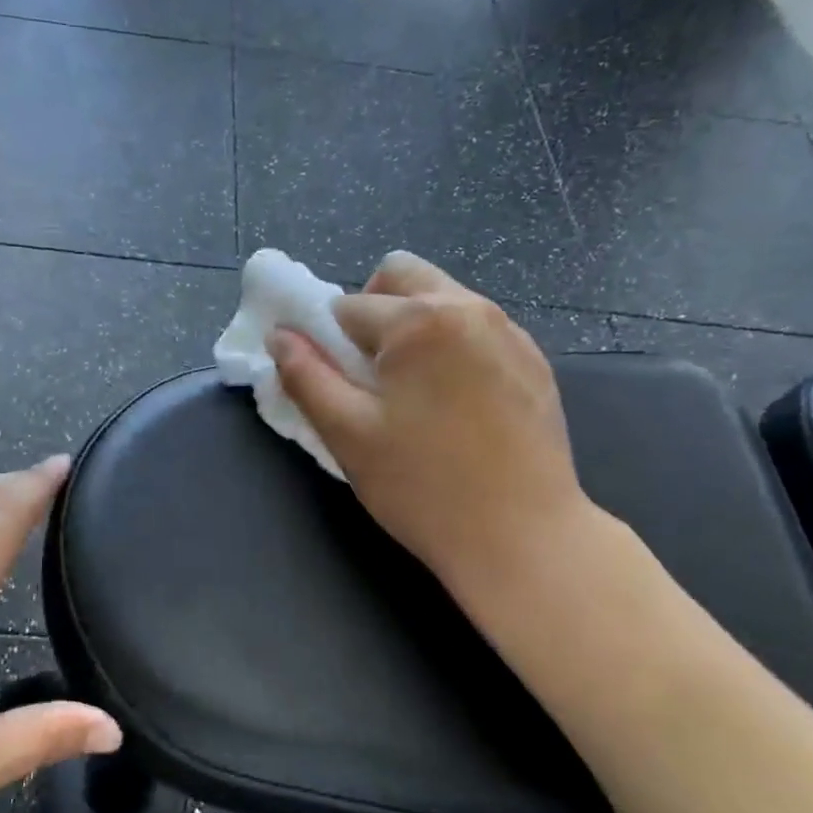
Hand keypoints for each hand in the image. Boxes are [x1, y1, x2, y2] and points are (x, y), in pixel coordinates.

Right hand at [268, 252, 597, 593]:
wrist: (522, 536)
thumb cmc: (422, 486)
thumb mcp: (347, 433)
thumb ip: (306, 376)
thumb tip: (279, 336)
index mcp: (419, 320)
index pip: (348, 307)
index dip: (329, 343)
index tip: (338, 386)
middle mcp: (470, 307)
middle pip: (402, 276)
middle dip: (372, 310)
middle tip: (370, 374)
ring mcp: (510, 332)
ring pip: (443, 299)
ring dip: (413, 328)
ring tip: (413, 394)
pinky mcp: (534, 361)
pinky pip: (477, 330)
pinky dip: (451, 347)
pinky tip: (455, 405)